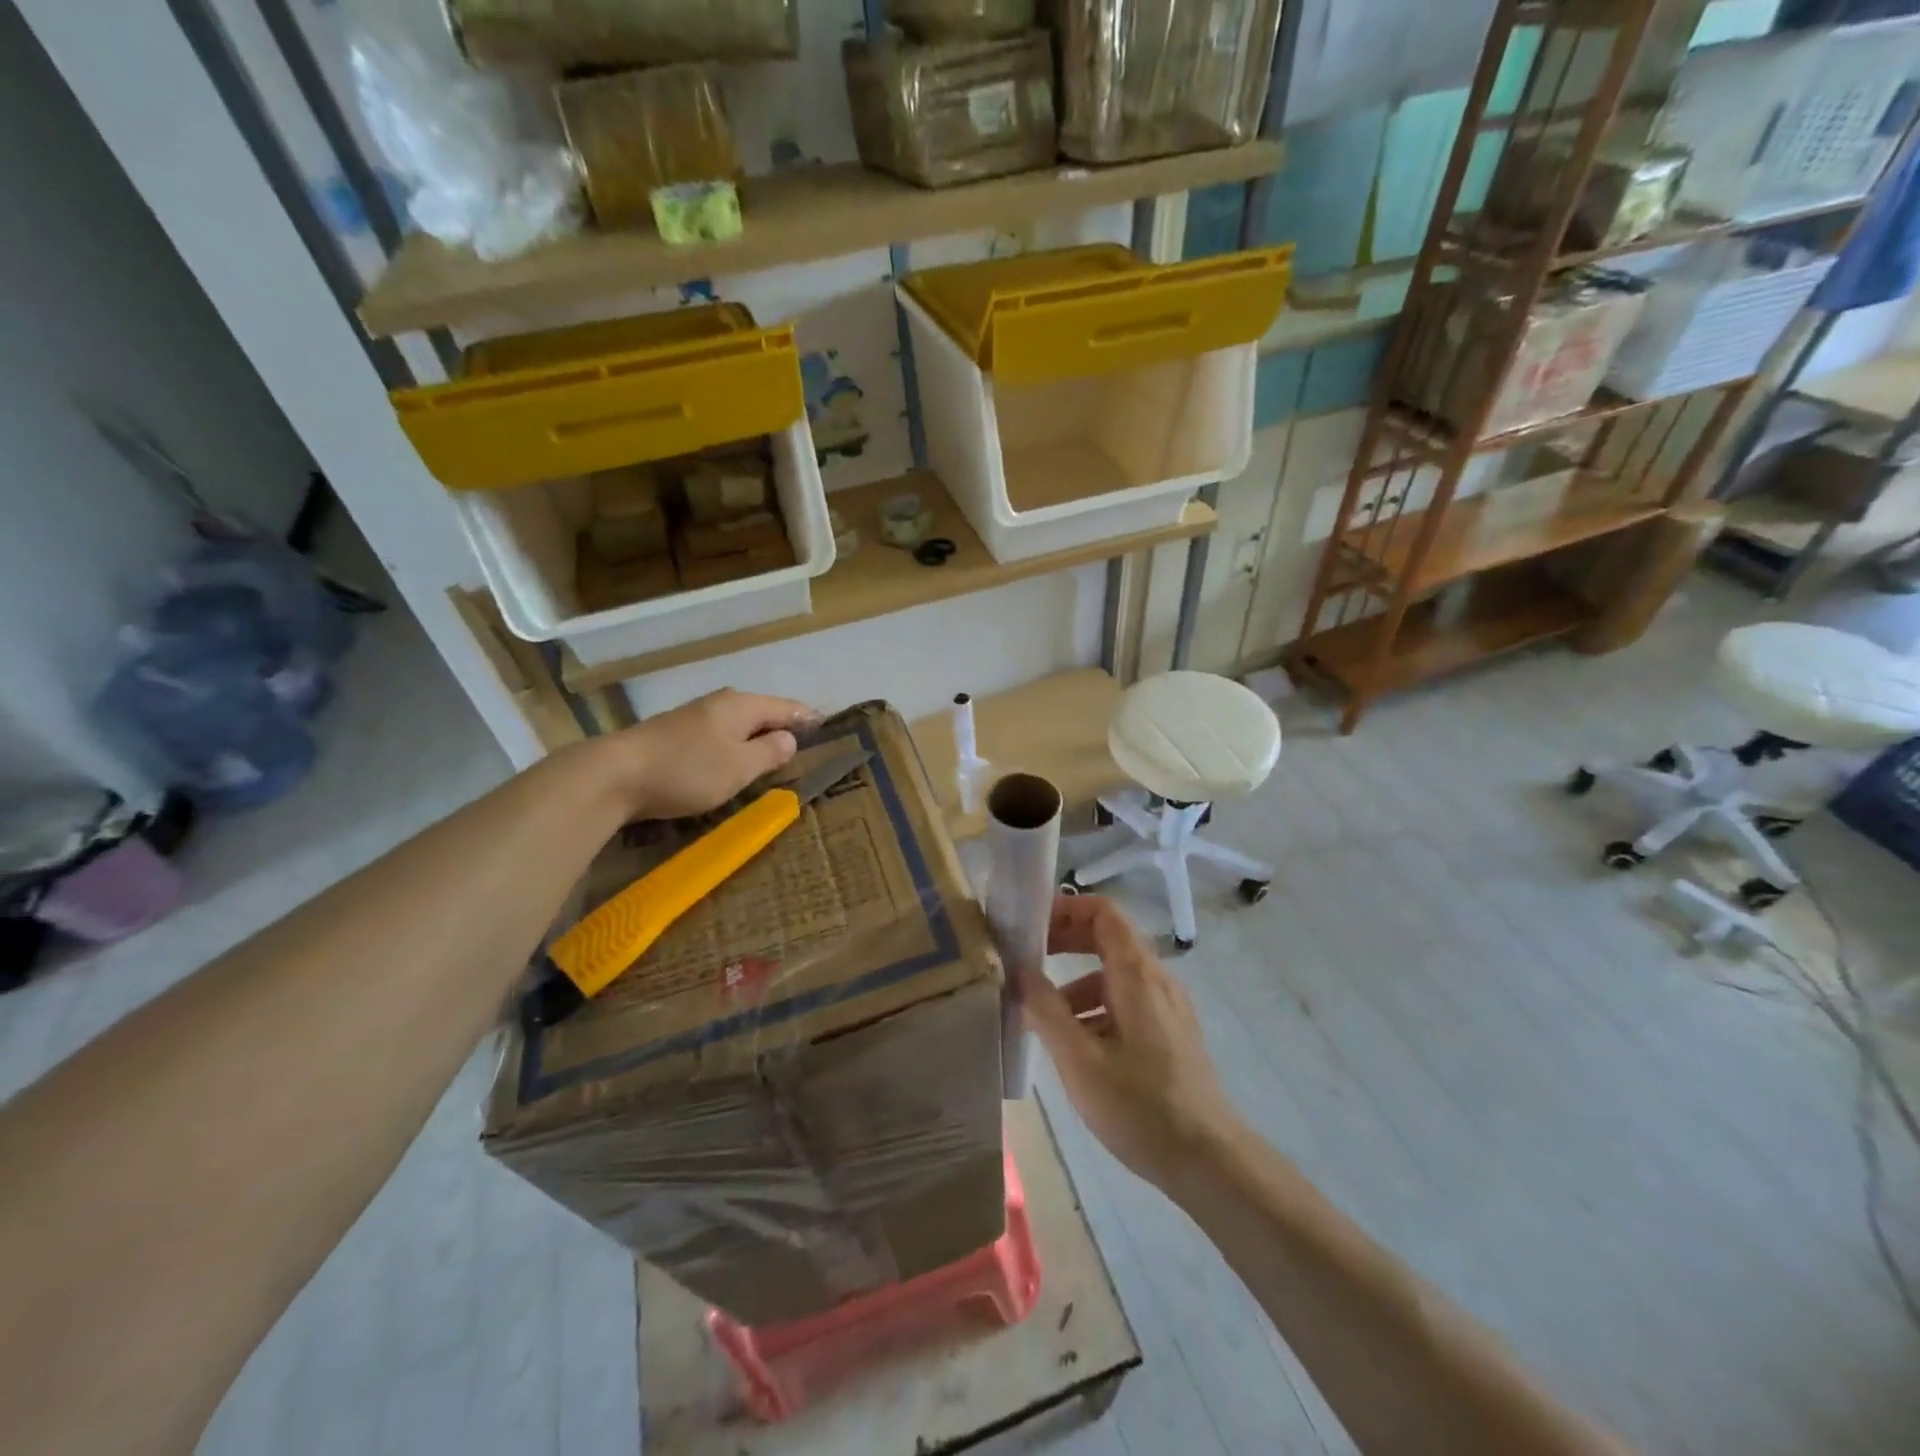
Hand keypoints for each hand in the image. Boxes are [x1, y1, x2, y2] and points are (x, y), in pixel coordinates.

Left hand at [593, 689, 816, 819]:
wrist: (614, 775)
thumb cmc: (688, 770)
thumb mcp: (740, 766)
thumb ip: (769, 752)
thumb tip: (789, 738)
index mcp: (741, 705)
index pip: (785, 707)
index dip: (806, 717)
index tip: (826, 723)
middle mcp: (718, 703)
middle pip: (760, 711)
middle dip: (780, 725)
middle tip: (802, 743)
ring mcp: (692, 718)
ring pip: (736, 724)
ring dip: (754, 737)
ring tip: (771, 753)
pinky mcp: (672, 736)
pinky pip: (716, 737)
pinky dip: (732, 746)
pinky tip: (731, 761)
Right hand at [1021, 894, 1242, 1192]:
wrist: (1209, 1161)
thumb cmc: (1141, 1107)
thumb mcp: (1080, 1061)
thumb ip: (1046, 1011)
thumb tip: (1019, 971)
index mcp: (1137, 975)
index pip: (1103, 912)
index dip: (1065, 909)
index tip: (1029, 924)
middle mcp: (1156, 979)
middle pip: (1106, 939)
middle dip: (1063, 943)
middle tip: (1024, 960)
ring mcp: (1167, 1006)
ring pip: (1113, 975)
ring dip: (1074, 983)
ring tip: (1039, 1016)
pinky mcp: (1170, 1032)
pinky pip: (1126, 1001)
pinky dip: (1094, 1008)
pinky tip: (1074, 1045)